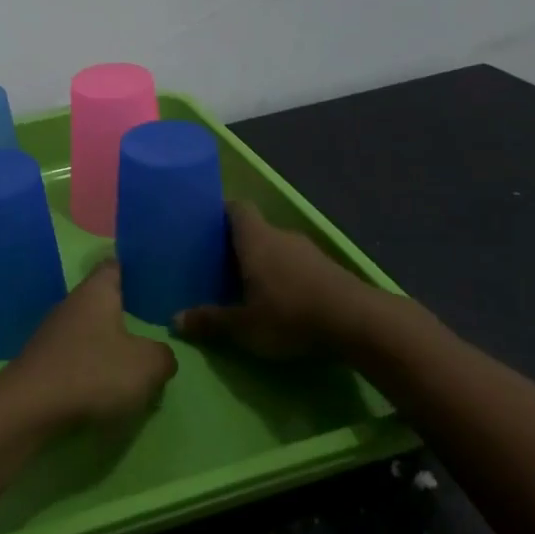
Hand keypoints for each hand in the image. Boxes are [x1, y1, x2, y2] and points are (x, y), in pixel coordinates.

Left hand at [0, 263, 176, 428]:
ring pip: (88, 330)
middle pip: (101, 300)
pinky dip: (91, 366)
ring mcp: (52, 333)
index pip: (114, 265)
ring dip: (108, 343)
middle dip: (124, 311)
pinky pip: (76, 356)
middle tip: (153, 323)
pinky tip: (106, 385)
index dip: (132, 267)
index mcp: (96, 292)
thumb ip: (163, 356)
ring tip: (134, 361)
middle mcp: (71, 304)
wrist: (29, 407)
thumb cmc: (93, 372)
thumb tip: (160, 355)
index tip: (150, 273)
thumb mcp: (147, 365)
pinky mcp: (43, 361)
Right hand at [176, 201, 423, 360]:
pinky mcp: (329, 269)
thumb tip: (174, 320)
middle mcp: (281, 236)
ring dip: (263, 262)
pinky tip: (279, 299)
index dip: (219, 213)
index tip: (204, 227)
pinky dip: (284, 275)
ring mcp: (309, 251)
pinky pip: (296, 264)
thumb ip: (210, 321)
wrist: (360, 323)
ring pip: (277, 248)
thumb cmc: (291, 315)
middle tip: (216, 265)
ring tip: (245, 285)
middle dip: (236, 244)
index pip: (236, 207)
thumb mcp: (244, 326)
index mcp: (256, 238)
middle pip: (255, 229)